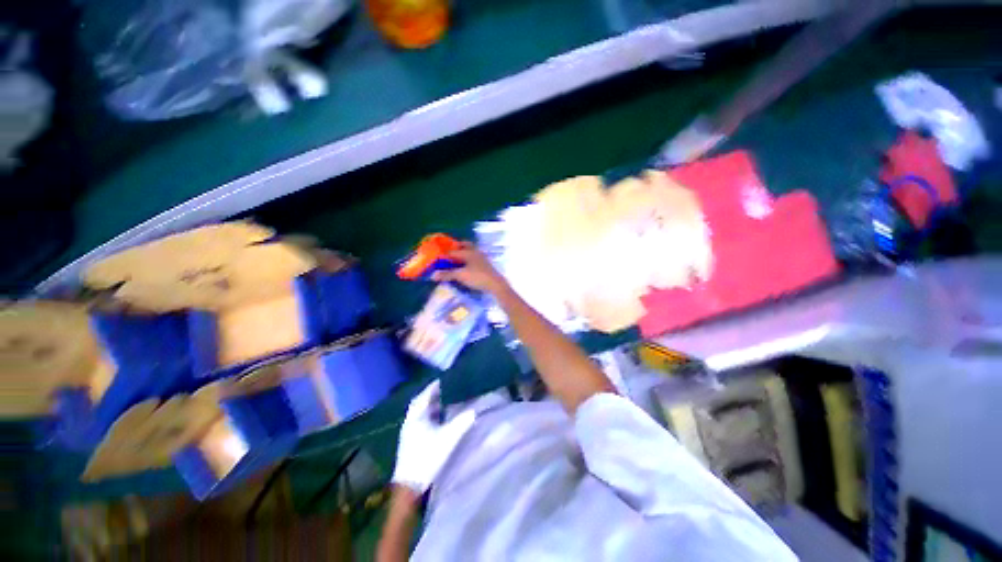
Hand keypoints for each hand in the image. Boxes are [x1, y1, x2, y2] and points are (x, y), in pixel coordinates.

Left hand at [392, 380, 475, 493]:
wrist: (410, 486)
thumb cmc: (428, 457)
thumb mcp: (449, 438)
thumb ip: (462, 422)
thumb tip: (474, 410)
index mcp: (417, 416)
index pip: (425, 395)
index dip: (434, 386)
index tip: (444, 379)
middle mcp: (410, 421)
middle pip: (420, 402)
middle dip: (431, 395)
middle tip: (444, 389)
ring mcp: (409, 432)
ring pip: (419, 412)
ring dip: (430, 406)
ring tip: (444, 402)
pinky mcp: (410, 441)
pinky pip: (420, 421)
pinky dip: (429, 415)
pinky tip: (438, 419)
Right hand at [432, 242, 510, 295]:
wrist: (495, 284)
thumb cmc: (477, 277)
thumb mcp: (460, 276)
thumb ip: (447, 274)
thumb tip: (433, 275)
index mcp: (468, 251)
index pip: (453, 250)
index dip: (444, 253)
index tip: (438, 257)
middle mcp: (475, 252)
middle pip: (464, 245)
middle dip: (456, 248)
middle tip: (448, 254)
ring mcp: (481, 258)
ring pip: (470, 252)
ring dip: (463, 254)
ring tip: (455, 262)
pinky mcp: (485, 265)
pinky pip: (474, 259)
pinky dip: (468, 261)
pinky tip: (465, 268)